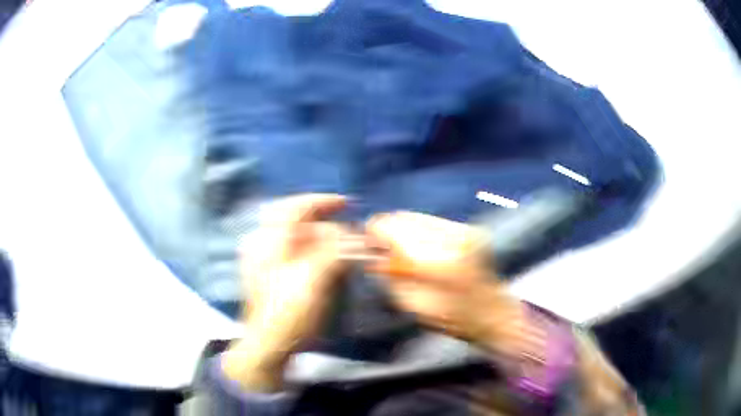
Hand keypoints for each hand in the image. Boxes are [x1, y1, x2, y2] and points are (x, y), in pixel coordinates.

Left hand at [224, 194, 355, 390]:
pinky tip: (329, 260)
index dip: (321, 201)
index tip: (346, 203)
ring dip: (323, 238)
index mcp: (269, 241)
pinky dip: (315, 251)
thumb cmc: (288, 312)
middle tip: (349, 231)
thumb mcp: (313, 279)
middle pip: (298, 221)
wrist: (269, 344)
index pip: (294, 207)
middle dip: (327, 223)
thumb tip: (357, 237)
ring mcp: (266, 260)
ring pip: (298, 238)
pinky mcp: (272, 274)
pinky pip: (296, 252)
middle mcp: (264, 244)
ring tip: (344, 247)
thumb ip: (335, 252)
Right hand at [365, 212, 541, 356]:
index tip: (366, 241)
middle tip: (381, 246)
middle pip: (405, 218)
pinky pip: (432, 220)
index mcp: (439, 264)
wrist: (494, 311)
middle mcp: (452, 239)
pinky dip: (419, 229)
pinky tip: (419, 244)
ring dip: (403, 228)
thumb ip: (391, 278)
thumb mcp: (415, 306)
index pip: (395, 232)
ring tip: (399, 246)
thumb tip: (372, 254)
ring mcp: (463, 230)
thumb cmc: (453, 318)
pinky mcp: (469, 228)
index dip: (375, 231)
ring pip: (417, 216)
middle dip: (388, 229)